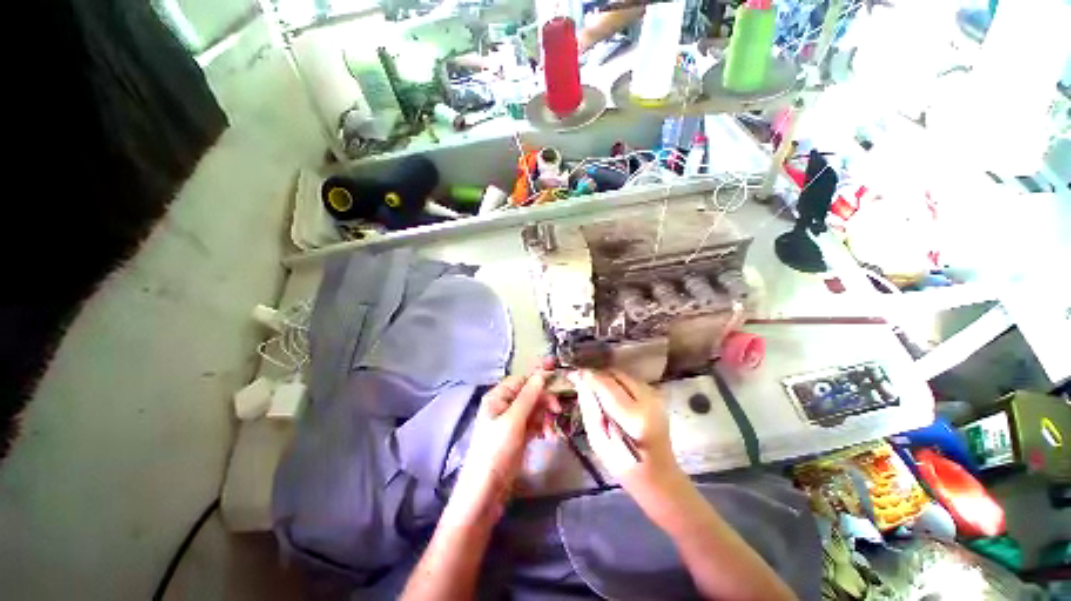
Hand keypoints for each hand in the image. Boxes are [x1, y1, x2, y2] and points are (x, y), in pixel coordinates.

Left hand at [448, 369, 560, 524]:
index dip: (539, 377)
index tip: (559, 375)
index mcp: (498, 397)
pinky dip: (543, 427)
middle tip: (558, 411)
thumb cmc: (495, 451)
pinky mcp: (519, 435)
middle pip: (531, 394)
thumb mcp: (513, 421)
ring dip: (546, 416)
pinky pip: (535, 423)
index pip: (522, 379)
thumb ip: (529, 396)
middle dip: (545, 401)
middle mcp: (505, 405)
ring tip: (551, 432)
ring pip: (535, 409)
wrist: (485, 492)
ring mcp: (512, 421)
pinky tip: (548, 437)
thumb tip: (541, 374)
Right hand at [569, 369, 683, 495]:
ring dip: (608, 378)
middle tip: (583, 382)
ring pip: (624, 375)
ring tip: (596, 390)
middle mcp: (648, 401)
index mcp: (634, 418)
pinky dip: (618, 383)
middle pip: (616, 375)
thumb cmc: (626, 468)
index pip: (606, 385)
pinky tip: (610, 395)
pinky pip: (631, 381)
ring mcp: (655, 398)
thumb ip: (590, 410)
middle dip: (598, 375)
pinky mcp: (657, 397)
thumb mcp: (599, 443)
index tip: (572, 374)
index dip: (588, 376)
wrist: (661, 478)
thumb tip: (581, 384)